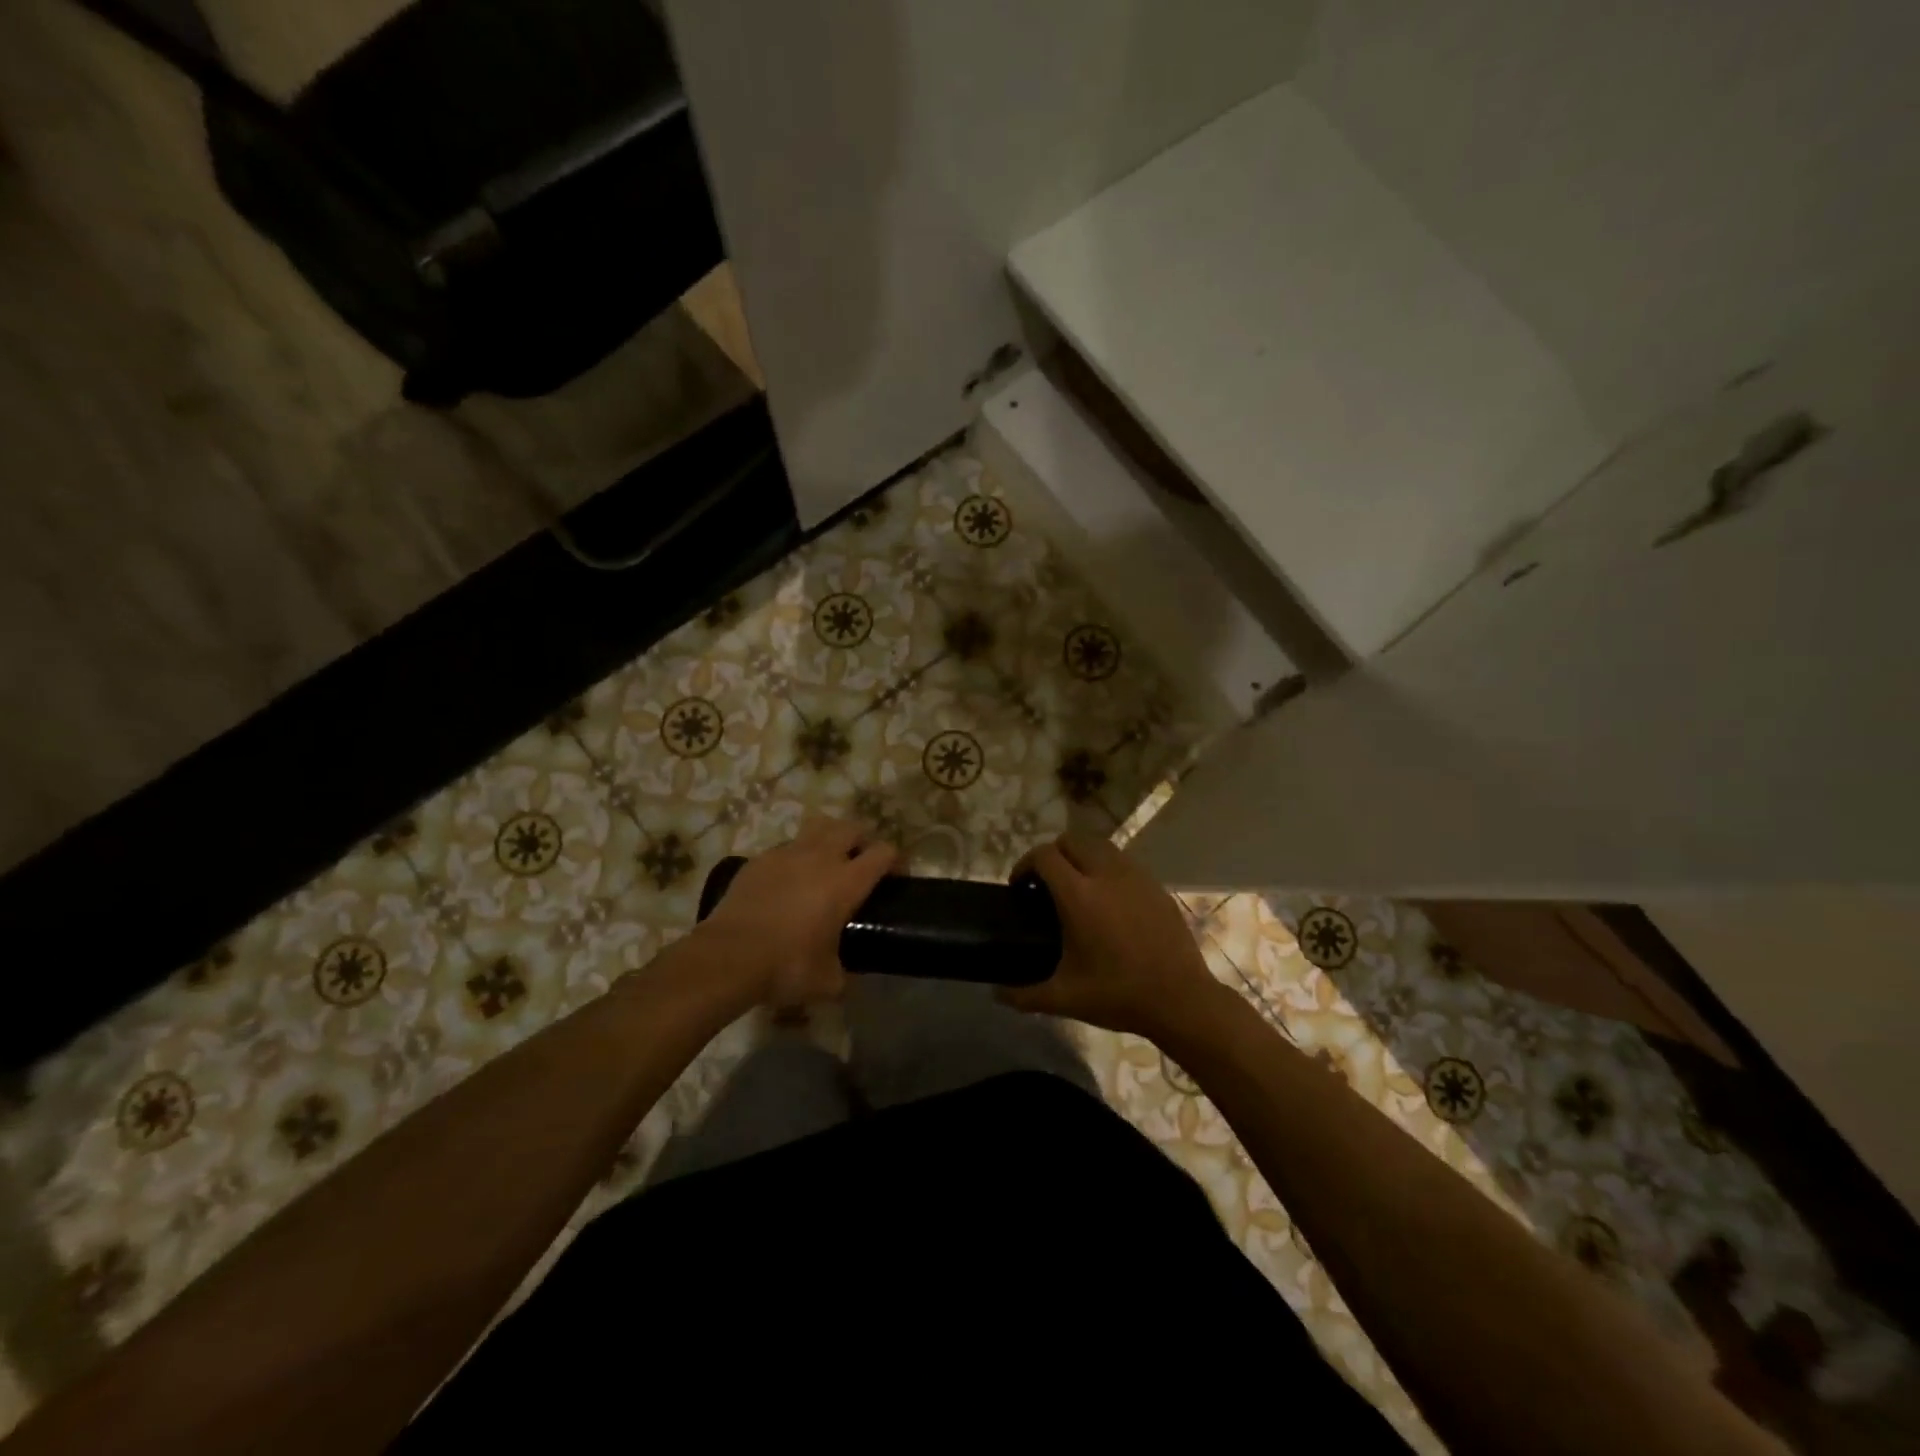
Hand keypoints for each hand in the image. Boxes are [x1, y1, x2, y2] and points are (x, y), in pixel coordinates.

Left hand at [696, 817, 896, 1006]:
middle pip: (852, 828)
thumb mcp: (828, 981)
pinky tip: (788, 881)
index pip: (883, 852)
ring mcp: (786, 854)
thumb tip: (843, 974)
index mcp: (846, 882)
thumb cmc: (786, 966)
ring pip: (818, 827)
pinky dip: (795, 857)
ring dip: (829, 838)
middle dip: (863, 841)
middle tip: (861, 864)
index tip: (896, 877)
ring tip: (826, 862)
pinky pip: (786, 847)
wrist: (728, 957)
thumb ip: (844, 971)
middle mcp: (820, 858)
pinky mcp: (759, 860)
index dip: (896, 860)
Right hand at [1001, 832, 1223, 1038]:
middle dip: (1053, 854)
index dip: (1025, 865)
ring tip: (1077, 888)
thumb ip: (1024, 994)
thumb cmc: (1118, 995)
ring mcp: (1135, 876)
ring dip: (1082, 857)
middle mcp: (1106, 875)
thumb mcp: (1065, 999)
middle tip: (1046, 884)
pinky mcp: (1156, 885)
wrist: (1181, 999)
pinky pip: (1124, 862)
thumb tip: (996, 993)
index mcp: (1079, 896)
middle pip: (1072, 839)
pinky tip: (1110, 902)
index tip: (1020, 887)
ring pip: (1100, 845)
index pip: (1044, 855)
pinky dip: (1108, 869)